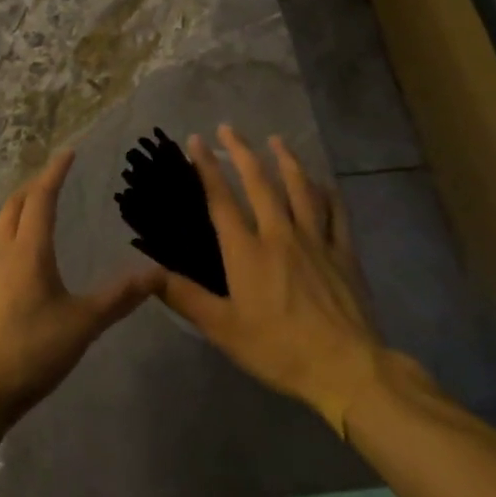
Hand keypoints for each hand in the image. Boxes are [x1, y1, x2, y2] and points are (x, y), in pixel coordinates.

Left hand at [0, 150, 162, 433]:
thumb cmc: (30, 352)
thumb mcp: (82, 325)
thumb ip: (119, 298)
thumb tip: (157, 272)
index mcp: (29, 251)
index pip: (42, 198)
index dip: (55, 173)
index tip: (68, 152)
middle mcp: (2, 254)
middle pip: (14, 206)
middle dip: (33, 187)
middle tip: (53, 178)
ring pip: (1, 229)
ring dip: (19, 213)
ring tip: (38, 215)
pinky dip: (11, 241)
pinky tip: (22, 267)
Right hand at [157, 126, 394, 432]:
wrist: (346, 368)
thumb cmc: (279, 349)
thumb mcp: (224, 330)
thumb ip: (186, 298)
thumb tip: (149, 272)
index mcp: (247, 251)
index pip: (221, 199)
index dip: (206, 168)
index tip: (196, 140)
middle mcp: (280, 234)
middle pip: (260, 183)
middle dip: (242, 152)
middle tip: (229, 128)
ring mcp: (315, 240)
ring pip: (301, 189)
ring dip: (287, 160)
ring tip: (277, 140)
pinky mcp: (344, 253)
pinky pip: (336, 214)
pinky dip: (329, 194)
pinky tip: (325, 182)